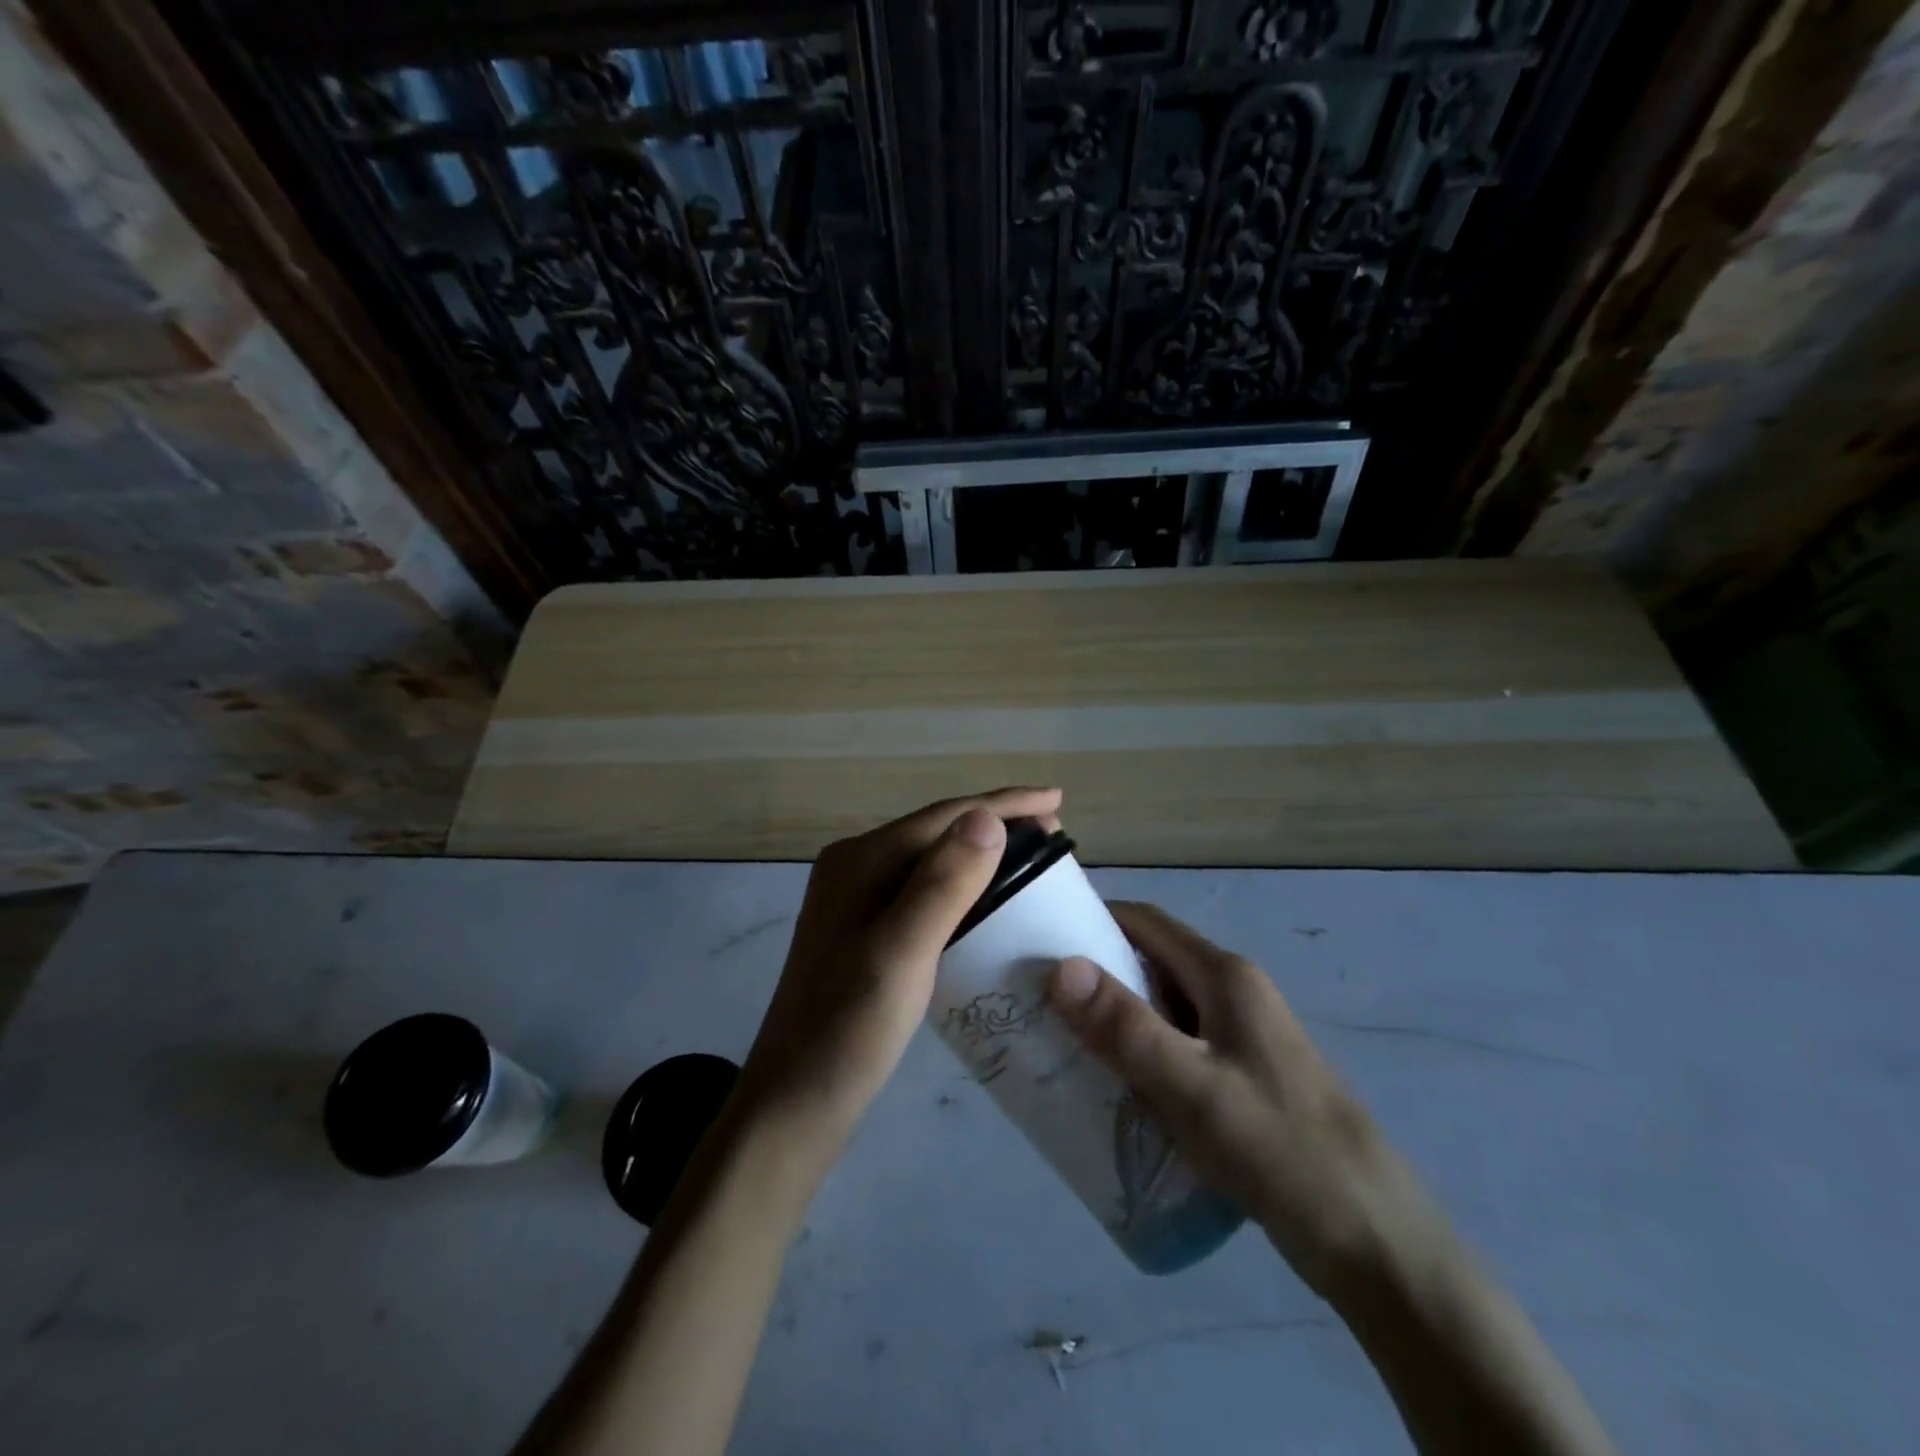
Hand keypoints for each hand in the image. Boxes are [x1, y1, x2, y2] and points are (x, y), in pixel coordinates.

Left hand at [736, 788, 1063, 1160]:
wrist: (795, 1104)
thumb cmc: (849, 1030)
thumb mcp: (901, 953)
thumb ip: (943, 883)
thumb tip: (987, 817)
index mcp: (859, 862)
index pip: (943, 817)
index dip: (1003, 804)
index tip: (1057, 799)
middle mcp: (855, 869)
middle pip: (937, 832)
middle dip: (996, 824)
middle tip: (1055, 832)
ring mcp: (857, 902)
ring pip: (932, 862)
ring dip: (983, 854)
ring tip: (1032, 859)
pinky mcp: (865, 933)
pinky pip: (925, 892)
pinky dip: (964, 887)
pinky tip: (988, 901)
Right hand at [1048, 902, 1445, 1298]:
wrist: (1376, 1242)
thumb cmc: (1280, 1151)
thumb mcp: (1193, 1089)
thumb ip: (1126, 1027)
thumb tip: (1060, 966)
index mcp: (1225, 976)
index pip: (1145, 922)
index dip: (1091, 919)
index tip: (1038, 940)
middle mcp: (1233, 993)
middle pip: (1151, 962)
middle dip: (1094, 974)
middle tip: (1036, 1001)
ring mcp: (1242, 1036)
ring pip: (1162, 1007)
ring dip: (1115, 1017)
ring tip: (1059, 1043)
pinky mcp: (1243, 1077)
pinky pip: (1177, 1046)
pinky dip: (1139, 1052)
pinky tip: (1112, 1087)